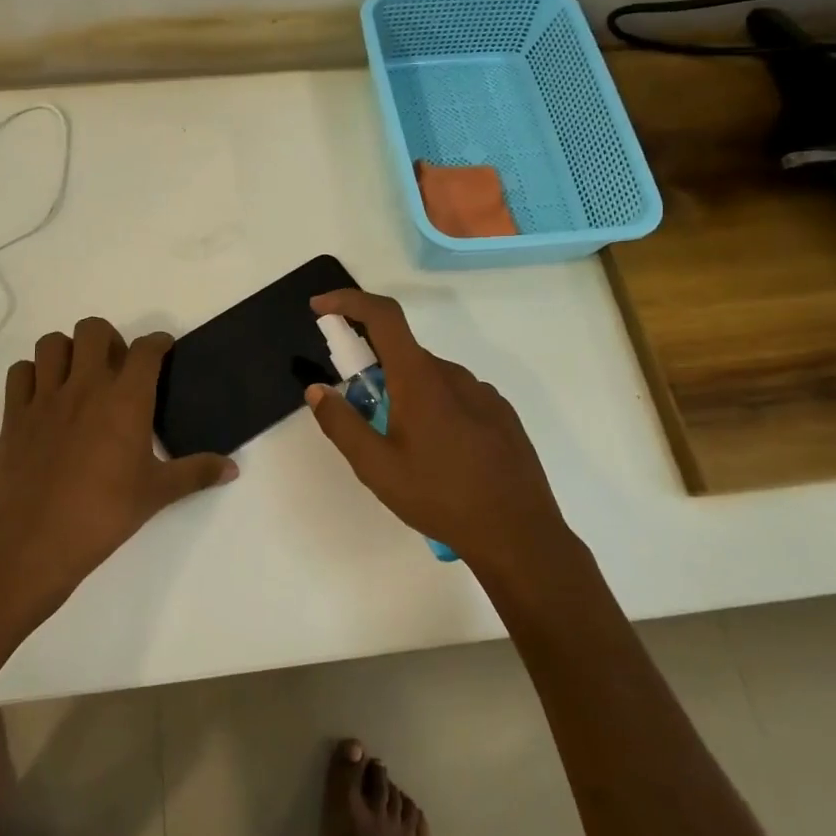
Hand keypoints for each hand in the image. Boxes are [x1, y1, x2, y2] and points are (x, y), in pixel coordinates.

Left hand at [0, 317, 236, 613]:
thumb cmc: (104, 514)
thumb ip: (196, 474)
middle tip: (116, 367)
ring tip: (78, 376)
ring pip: (52, 343)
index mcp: (126, 399)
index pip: (146, 350)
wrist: (36, 540)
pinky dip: (32, 374)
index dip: (157, 343)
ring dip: (67, 351)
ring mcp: (46, 397)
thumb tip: (233, 469)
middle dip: (108, 339)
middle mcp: (86, 386)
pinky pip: (19, 372)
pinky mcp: (14, 414)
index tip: (162, 350)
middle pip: (94, 329)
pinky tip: (43, 396)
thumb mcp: (157, 493)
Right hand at [305, 289, 564, 572]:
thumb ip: (341, 424)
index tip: (321, 307)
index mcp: (420, 379)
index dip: (349, 301)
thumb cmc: (440, 497)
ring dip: (405, 394)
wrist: (518, 534)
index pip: (383, 317)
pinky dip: (434, 408)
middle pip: (403, 353)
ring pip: (430, 378)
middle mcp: (454, 374)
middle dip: (373, 369)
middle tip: (360, 412)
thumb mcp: (376, 467)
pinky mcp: (501, 414)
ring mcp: (483, 393)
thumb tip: (317, 389)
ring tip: (402, 448)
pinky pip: (456, 396)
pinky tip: (439, 455)